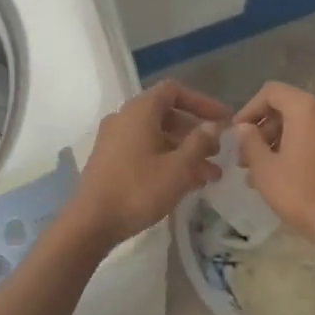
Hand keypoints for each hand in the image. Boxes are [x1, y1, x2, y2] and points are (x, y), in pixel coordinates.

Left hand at [68, 80, 229, 249]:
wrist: (91, 223)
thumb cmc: (138, 189)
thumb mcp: (178, 168)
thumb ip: (199, 143)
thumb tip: (213, 125)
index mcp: (140, 110)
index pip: (174, 90)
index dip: (202, 102)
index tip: (223, 121)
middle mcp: (125, 118)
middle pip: (167, 115)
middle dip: (196, 133)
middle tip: (218, 152)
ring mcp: (114, 139)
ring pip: (157, 136)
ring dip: (184, 151)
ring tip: (210, 175)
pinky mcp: (110, 160)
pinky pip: (144, 150)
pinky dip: (166, 160)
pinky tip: (186, 183)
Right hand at [232, 81, 314, 235]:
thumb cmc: (297, 190)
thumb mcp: (264, 167)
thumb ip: (250, 141)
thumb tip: (244, 128)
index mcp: (306, 109)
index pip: (271, 92)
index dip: (249, 109)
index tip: (236, 133)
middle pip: (286, 109)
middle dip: (261, 129)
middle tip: (243, 156)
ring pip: (299, 127)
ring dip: (275, 142)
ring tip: (255, 171)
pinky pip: (313, 141)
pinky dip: (294, 149)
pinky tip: (278, 175)